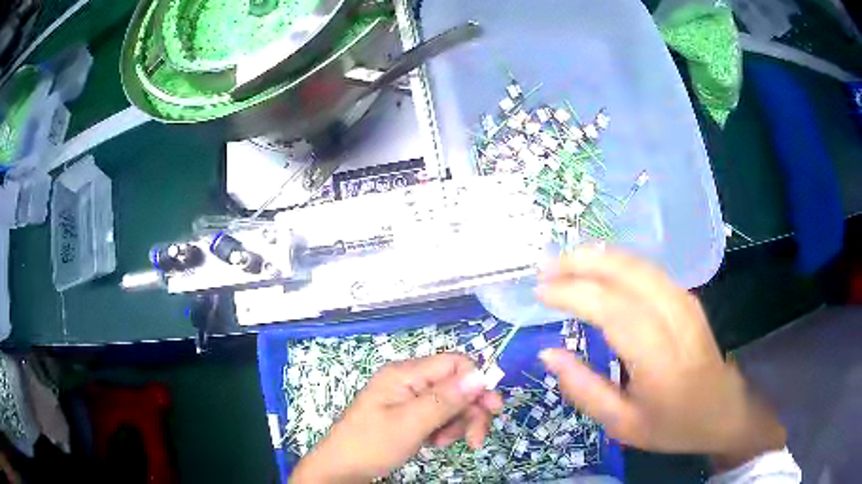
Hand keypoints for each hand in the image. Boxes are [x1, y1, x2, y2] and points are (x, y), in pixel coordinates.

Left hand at [292, 353, 502, 482]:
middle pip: (456, 385)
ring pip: (450, 403)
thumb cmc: (372, 444)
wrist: (343, 468)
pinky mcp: (409, 415)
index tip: (492, 408)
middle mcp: (409, 381)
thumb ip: (446, 399)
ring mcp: (409, 399)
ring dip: (457, 424)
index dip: (476, 382)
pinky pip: (439, 416)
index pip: (454, 364)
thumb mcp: (411, 423)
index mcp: (405, 374)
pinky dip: (444, 430)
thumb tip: (481, 375)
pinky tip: (435, 443)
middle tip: (476, 439)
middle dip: (470, 411)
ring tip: (444, 443)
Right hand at [537, 248, 785, 468]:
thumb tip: (548, 354)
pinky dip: (619, 261)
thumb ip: (584, 390)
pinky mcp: (688, 298)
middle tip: (546, 267)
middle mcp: (676, 321)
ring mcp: (686, 304)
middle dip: (583, 263)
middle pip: (628, 274)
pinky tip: (600, 265)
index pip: (614, 310)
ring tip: (565, 261)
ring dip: (599, 256)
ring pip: (640, 265)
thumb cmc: (673, 424)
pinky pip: (650, 270)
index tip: (541, 291)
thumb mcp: (622, 424)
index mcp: (659, 361)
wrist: (724, 410)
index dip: (575, 293)